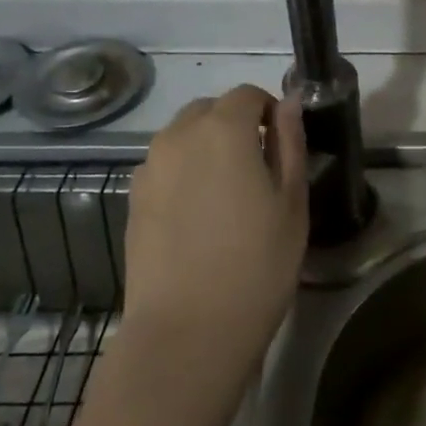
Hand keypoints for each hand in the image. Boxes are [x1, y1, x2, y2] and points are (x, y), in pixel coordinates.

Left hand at [117, 84, 308, 379]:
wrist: (188, 331)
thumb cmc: (257, 264)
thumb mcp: (292, 201)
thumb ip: (290, 143)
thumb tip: (288, 104)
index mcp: (223, 129)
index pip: (248, 95)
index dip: (269, 111)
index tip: (282, 144)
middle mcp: (179, 136)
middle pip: (209, 110)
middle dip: (235, 124)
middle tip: (258, 168)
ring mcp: (149, 168)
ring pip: (183, 137)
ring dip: (207, 147)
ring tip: (227, 194)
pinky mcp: (133, 199)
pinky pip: (165, 166)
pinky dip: (184, 172)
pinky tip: (199, 215)